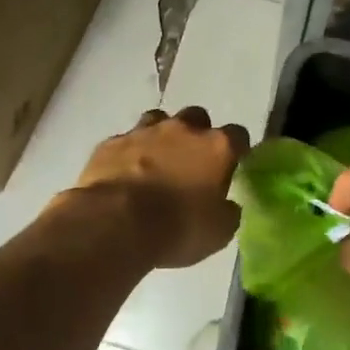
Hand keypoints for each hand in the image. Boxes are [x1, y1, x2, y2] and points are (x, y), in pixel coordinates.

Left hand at [71, 108, 249, 268]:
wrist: (116, 224)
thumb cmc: (177, 229)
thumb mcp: (218, 232)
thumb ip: (227, 212)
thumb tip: (226, 205)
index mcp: (216, 148)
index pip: (238, 135)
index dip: (236, 149)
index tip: (233, 164)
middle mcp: (182, 130)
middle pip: (197, 118)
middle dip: (197, 135)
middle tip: (192, 162)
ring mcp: (143, 132)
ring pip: (158, 120)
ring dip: (162, 137)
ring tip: (157, 161)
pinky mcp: (111, 143)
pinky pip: (126, 141)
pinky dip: (129, 153)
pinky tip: (126, 173)